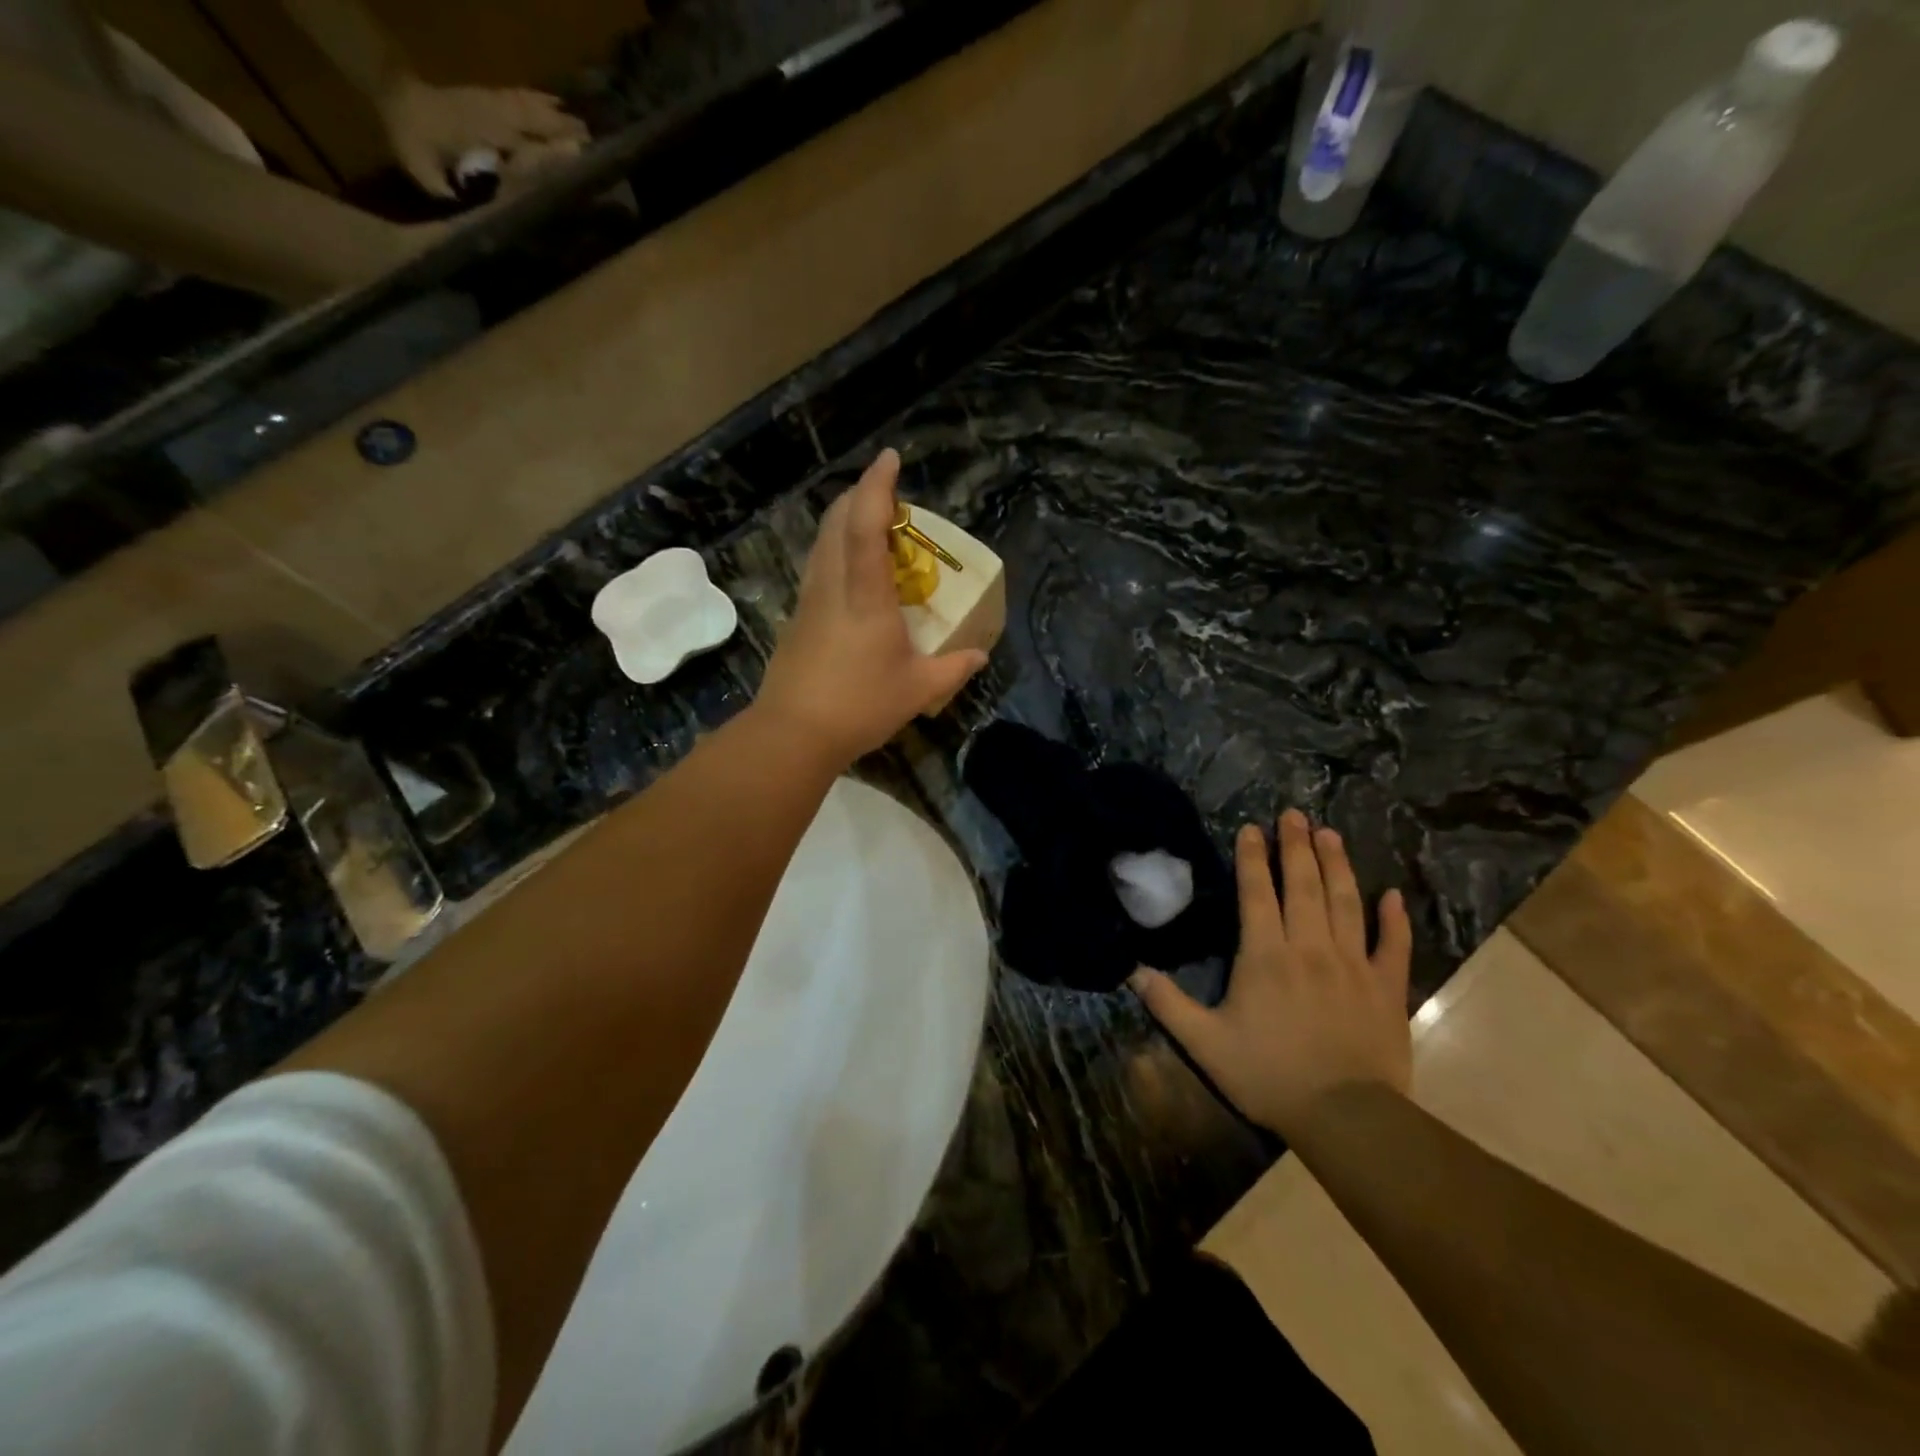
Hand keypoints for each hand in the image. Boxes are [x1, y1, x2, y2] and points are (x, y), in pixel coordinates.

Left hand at [378, 77, 588, 198]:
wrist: (391, 94)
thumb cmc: (411, 138)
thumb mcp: (423, 171)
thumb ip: (449, 191)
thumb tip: (475, 214)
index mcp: (482, 137)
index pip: (524, 148)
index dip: (550, 156)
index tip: (578, 162)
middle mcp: (491, 118)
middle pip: (534, 125)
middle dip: (562, 135)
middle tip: (593, 149)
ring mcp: (489, 102)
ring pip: (529, 108)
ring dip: (556, 117)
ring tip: (584, 128)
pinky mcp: (486, 95)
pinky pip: (517, 95)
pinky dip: (538, 98)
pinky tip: (554, 101)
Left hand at [755, 449, 987, 766]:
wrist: (793, 733)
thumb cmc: (859, 706)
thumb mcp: (917, 690)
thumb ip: (952, 668)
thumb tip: (979, 655)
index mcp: (865, 595)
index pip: (867, 524)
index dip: (878, 486)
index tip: (890, 458)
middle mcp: (832, 585)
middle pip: (837, 521)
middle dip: (860, 496)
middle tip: (888, 497)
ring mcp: (809, 600)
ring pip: (822, 542)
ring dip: (845, 521)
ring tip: (872, 527)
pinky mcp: (798, 618)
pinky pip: (818, 566)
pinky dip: (836, 550)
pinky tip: (851, 573)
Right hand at [1130, 809, 1412, 1138]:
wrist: (1345, 1117)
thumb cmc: (1269, 1075)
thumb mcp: (1205, 1043)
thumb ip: (1168, 1003)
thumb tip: (1131, 969)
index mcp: (1265, 955)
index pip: (1256, 893)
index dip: (1252, 858)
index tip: (1252, 828)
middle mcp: (1309, 947)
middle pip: (1303, 885)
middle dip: (1296, 846)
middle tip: (1295, 814)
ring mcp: (1353, 964)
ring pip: (1345, 902)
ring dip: (1337, 865)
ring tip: (1330, 834)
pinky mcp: (1386, 988)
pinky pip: (1393, 945)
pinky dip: (1394, 918)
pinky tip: (1392, 894)